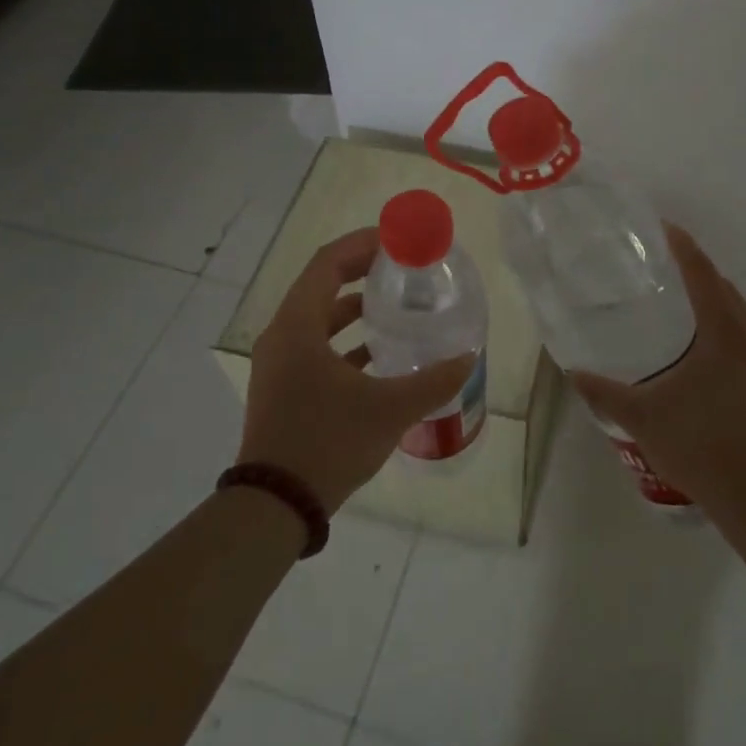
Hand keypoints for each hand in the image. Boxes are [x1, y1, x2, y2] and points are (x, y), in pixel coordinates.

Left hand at [242, 227, 476, 513]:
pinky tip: (378, 355)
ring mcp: (278, 363)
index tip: (397, 240)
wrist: (275, 505)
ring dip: (353, 308)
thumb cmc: (328, 443)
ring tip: (394, 307)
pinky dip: (344, 341)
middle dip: (361, 272)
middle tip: (402, 268)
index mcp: (297, 326)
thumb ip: (433, 381)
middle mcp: (282, 336)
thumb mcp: (389, 410)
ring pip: (318, 318)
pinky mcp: (283, 387)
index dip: (362, 244)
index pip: (327, 263)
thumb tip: (469, 357)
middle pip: (322, 285)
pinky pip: (314, 347)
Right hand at [568, 224, 745, 514]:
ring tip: (673, 295)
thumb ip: (602, 391)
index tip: (661, 227)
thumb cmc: (698, 445)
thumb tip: (572, 370)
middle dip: (694, 267)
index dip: (682, 247)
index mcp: (722, 333)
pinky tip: (694, 342)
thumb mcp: (640, 416)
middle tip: (658, 261)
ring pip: (735, 310)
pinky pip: (740, 332)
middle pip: (722, 286)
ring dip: (708, 295)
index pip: (702, 274)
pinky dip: (718, 320)